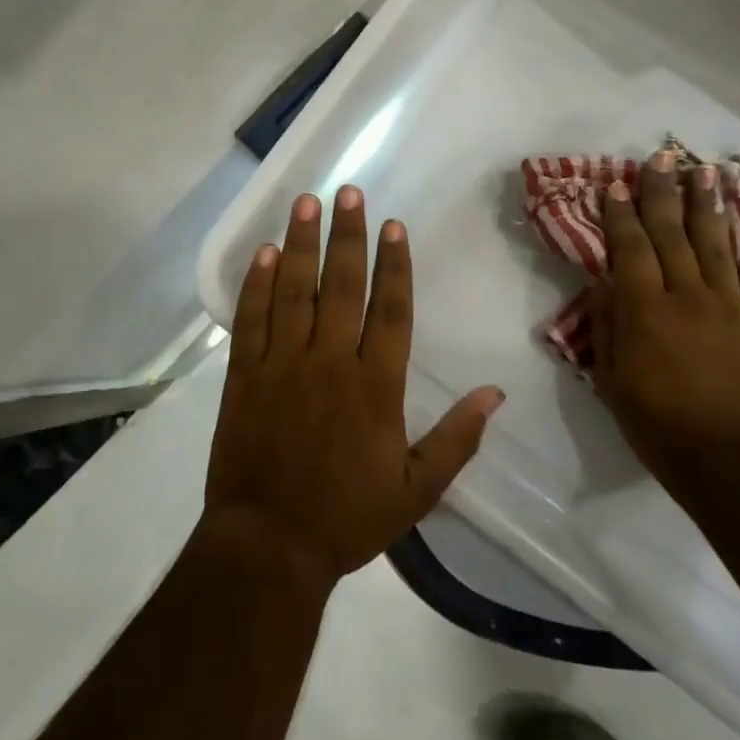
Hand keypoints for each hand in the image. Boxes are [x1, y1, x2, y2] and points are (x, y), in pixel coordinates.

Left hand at [204, 186, 505, 592]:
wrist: (268, 546)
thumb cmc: (347, 518)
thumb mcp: (417, 490)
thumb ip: (457, 438)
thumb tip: (495, 393)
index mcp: (376, 385)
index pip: (390, 309)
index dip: (394, 264)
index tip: (393, 225)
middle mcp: (330, 362)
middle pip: (342, 285)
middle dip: (347, 236)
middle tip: (348, 192)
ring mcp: (282, 365)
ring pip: (294, 291)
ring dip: (300, 244)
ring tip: (306, 203)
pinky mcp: (243, 376)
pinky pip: (250, 320)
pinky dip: (255, 284)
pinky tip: (262, 253)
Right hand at [589, 151, 739, 484]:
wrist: (725, 459)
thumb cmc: (655, 422)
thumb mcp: (610, 378)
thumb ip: (607, 326)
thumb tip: (604, 284)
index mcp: (645, 310)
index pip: (631, 248)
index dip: (621, 214)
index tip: (615, 183)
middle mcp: (686, 295)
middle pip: (673, 233)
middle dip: (664, 192)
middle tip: (661, 156)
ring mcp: (727, 304)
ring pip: (716, 243)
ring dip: (710, 204)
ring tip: (706, 170)